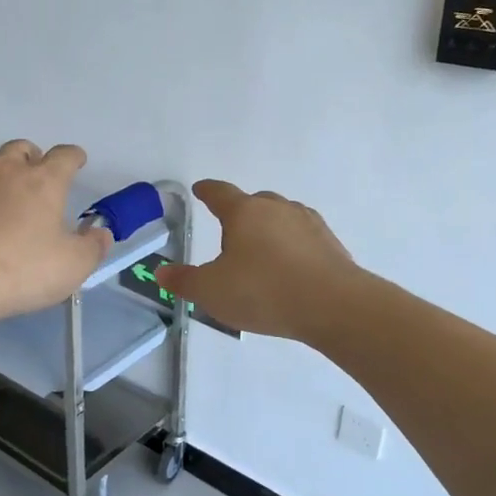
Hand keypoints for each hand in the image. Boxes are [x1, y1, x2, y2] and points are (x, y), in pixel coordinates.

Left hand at [0, 140, 110, 328]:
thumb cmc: (22, 269)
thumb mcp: (73, 266)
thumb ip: (92, 247)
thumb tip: (101, 233)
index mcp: (43, 181)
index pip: (64, 156)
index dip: (74, 156)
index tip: (78, 160)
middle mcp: (5, 172)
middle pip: (20, 148)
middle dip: (32, 156)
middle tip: (37, 172)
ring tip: (1, 184)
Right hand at [155, 181, 360, 339]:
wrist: (334, 306)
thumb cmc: (263, 292)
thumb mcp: (211, 291)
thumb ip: (184, 281)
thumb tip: (161, 273)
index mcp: (244, 212)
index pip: (220, 193)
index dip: (207, 191)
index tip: (200, 189)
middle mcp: (277, 209)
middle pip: (255, 202)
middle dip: (241, 211)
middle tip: (231, 229)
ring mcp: (308, 223)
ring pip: (282, 217)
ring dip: (270, 228)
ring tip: (261, 251)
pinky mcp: (331, 244)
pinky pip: (304, 237)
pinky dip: (293, 246)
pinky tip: (290, 267)